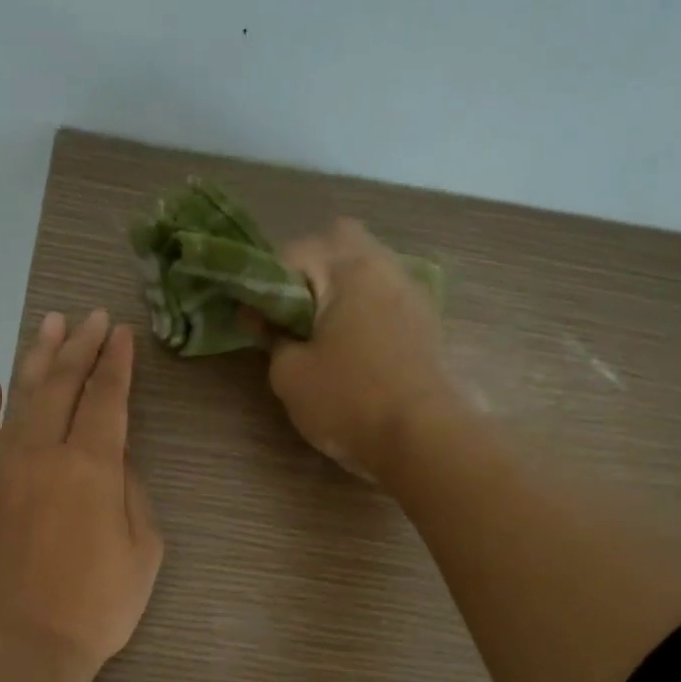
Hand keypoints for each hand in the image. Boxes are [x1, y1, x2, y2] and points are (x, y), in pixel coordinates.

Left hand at [0, 308, 163, 681]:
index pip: (107, 399)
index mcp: (92, 468)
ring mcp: (0, 473)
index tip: (122, 333)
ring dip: (36, 361)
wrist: (17, 651)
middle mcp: (43, 455)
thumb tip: (115, 460)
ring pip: (19, 401)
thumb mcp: (143, 554)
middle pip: (62, 387)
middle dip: (80, 347)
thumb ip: (132, 495)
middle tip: (90, 317)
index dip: (116, 363)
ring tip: (48, 327)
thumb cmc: (95, 610)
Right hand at [259, 219, 457, 481]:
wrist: (421, 438)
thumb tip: (262, 317)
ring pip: (366, 268)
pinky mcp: (426, 321)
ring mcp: (411, 291)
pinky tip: (353, 345)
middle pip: (338, 243)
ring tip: (320, 333)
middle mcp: (384, 265)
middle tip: (291, 314)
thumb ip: (271, 337)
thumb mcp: (290, 374)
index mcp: (347, 267)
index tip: (254, 321)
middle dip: (309, 270)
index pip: (290, 253)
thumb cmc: (348, 400)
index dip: (263, 286)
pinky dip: (364, 309)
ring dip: (339, 289)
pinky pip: (385, 297)